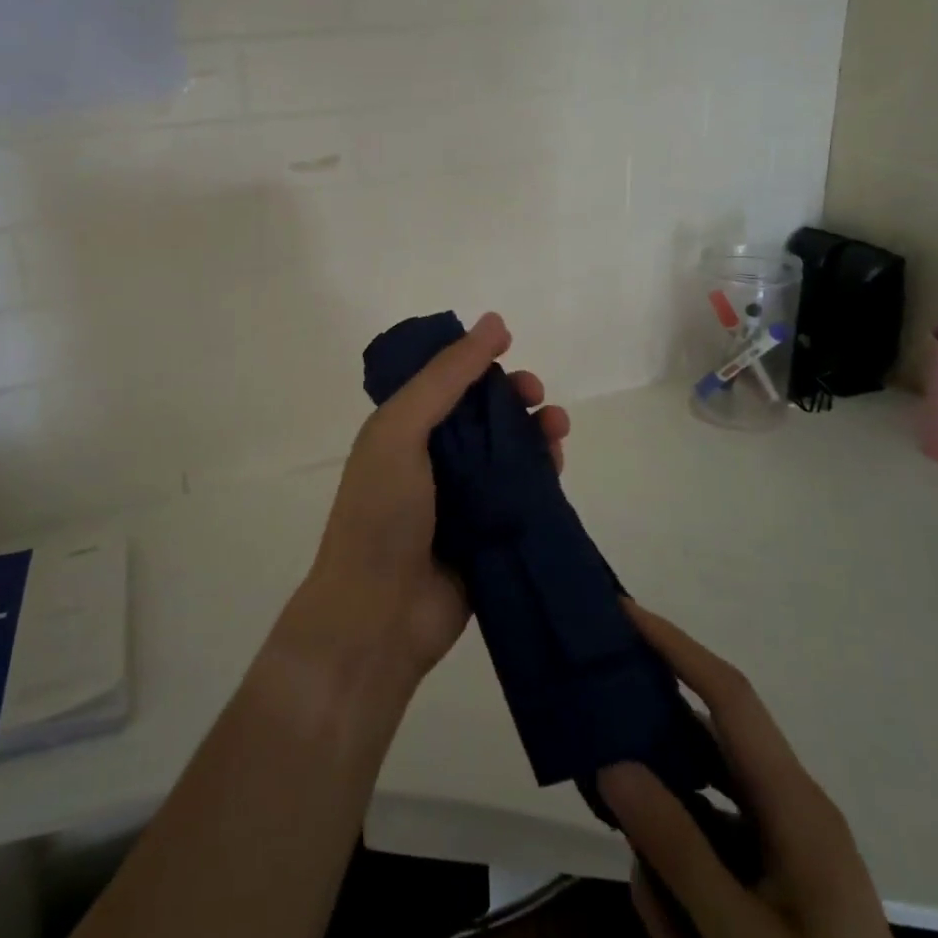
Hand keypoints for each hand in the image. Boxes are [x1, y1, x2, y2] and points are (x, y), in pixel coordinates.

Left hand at [296, 312, 570, 683]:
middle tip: (536, 396)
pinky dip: (542, 473)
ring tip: (557, 427)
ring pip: (508, 452)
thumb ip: (446, 377)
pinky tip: (558, 462)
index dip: (477, 364)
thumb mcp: (402, 430)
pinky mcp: (489, 534)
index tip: (508, 353)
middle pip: (482, 416)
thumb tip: (495, 321)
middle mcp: (432, 460)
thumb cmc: (382, 513)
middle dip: (513, 397)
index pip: (445, 383)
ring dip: (535, 432)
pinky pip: (522, 494)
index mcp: (403, 430)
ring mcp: (462, 499)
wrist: (379, 616)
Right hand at [599, 604, 915, 937]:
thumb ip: (675, 846)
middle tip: (598, 779)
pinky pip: (708, 868)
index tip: (623, 612)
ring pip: (695, 824)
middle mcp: (789, 814)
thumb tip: (612, 762)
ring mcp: (781, 857)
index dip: (676, 646)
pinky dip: (688, 909)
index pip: (728, 696)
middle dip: (652, 779)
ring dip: (672, 877)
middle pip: (700, 759)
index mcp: (796, 806)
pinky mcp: (773, 894)